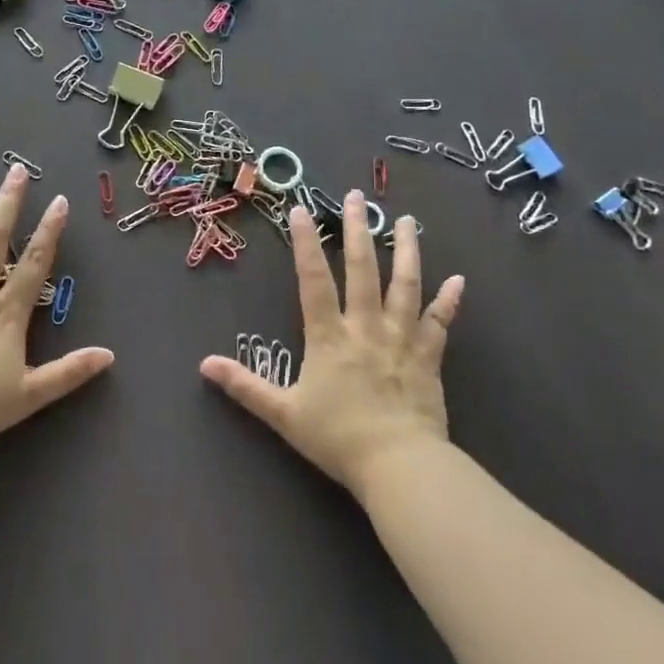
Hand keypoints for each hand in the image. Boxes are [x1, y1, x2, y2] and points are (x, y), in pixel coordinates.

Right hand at [200, 191, 462, 496]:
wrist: (398, 466)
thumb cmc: (337, 438)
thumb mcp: (283, 414)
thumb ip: (245, 386)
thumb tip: (204, 365)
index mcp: (329, 336)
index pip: (314, 280)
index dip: (306, 244)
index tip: (302, 210)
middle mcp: (366, 327)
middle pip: (363, 270)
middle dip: (358, 231)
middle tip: (357, 197)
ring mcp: (400, 340)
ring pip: (405, 286)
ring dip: (407, 251)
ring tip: (408, 221)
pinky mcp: (428, 358)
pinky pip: (439, 324)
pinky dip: (449, 301)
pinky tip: (459, 279)